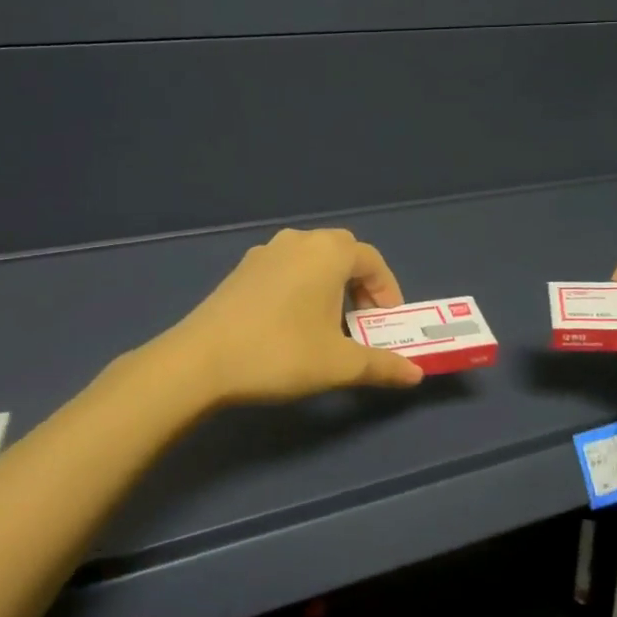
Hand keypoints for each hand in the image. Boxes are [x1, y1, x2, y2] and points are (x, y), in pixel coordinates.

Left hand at [167, 227, 424, 405]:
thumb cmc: (281, 353)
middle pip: (343, 253)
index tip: (388, 324)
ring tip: (328, 324)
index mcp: (328, 252)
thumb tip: (416, 375)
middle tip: (362, 322)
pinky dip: (301, 287)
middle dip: (360, 285)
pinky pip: (285, 269)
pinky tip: (291, 323)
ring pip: (312, 260)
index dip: (388, 291)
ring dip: (330, 285)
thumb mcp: (339, 364)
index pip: (372, 260)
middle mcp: (299, 241)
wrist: (200, 361)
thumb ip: (382, 365)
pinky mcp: (241, 270)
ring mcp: (265, 252)